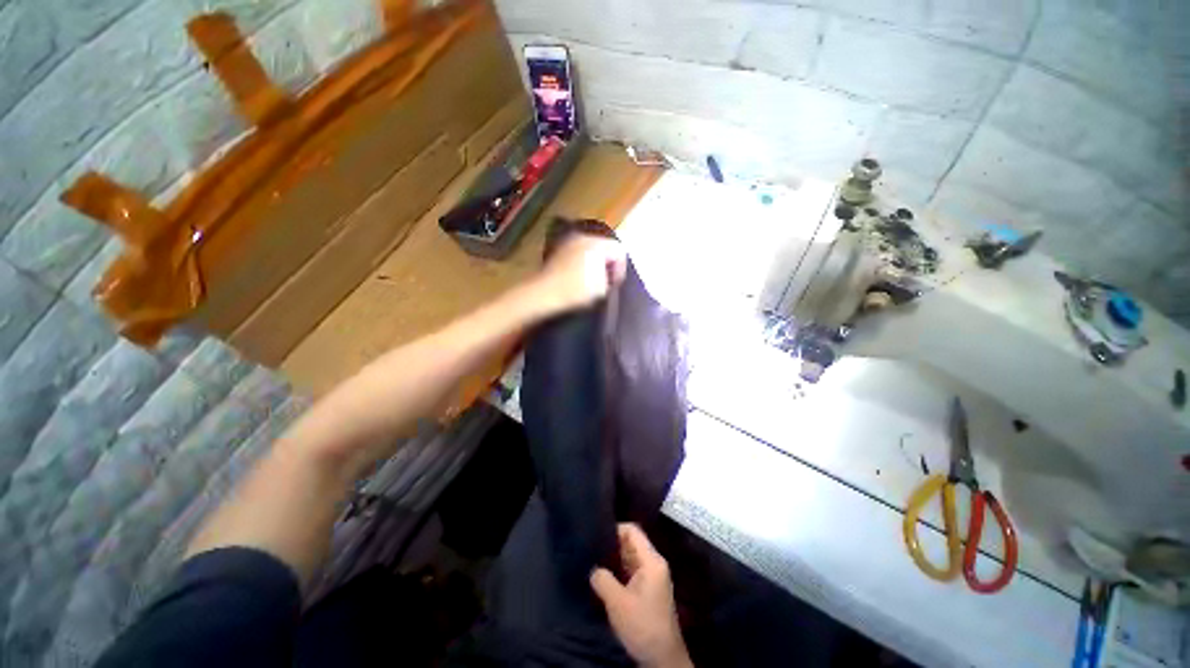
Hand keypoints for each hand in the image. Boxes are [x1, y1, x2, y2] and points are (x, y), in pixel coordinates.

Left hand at [532, 234, 627, 314]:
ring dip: (594, 263)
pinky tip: (578, 278)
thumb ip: (612, 277)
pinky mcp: (558, 250)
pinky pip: (577, 253)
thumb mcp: (602, 288)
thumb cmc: (576, 290)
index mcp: (597, 243)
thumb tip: (609, 274)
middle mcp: (583, 237)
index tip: (614, 283)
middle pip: (604, 247)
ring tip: (591, 281)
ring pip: (590, 250)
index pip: (619, 251)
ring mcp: (568, 242)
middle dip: (607, 264)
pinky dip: (581, 263)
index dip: (620, 268)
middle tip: (605, 281)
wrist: (544, 293)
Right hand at [590, 524, 692, 667]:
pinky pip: (631, 571)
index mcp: (652, 560)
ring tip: (593, 560)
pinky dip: (618, 571)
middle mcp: (654, 563)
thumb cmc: (642, 626)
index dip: (615, 529)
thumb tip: (593, 568)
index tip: (596, 534)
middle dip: (612, 544)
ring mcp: (652, 577)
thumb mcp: (618, 603)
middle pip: (632, 543)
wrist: (663, 659)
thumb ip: (603, 579)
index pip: (633, 531)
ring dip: (614, 559)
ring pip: (630, 558)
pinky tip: (603, 577)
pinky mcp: (648, 590)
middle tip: (591, 547)